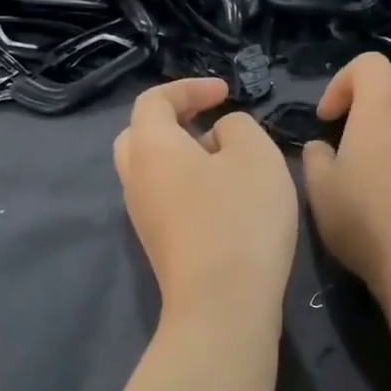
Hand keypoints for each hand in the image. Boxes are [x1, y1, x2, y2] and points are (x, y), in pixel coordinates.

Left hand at [115, 78, 297, 324]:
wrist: (222, 302)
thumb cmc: (240, 217)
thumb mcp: (255, 154)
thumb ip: (237, 127)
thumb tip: (219, 136)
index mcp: (150, 147)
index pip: (155, 100)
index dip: (190, 88)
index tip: (226, 92)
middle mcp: (135, 179)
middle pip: (141, 136)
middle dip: (175, 121)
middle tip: (211, 122)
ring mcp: (143, 217)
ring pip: (153, 171)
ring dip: (184, 156)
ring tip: (227, 161)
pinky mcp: (160, 245)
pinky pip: (166, 199)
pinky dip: (189, 185)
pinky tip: (225, 199)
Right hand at [301, 54, 390, 304]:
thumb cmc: (364, 221)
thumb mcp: (319, 190)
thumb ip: (314, 158)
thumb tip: (322, 147)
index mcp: (381, 107)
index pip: (367, 65)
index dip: (342, 84)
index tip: (327, 120)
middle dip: (369, 110)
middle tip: (350, 148)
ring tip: (388, 163)